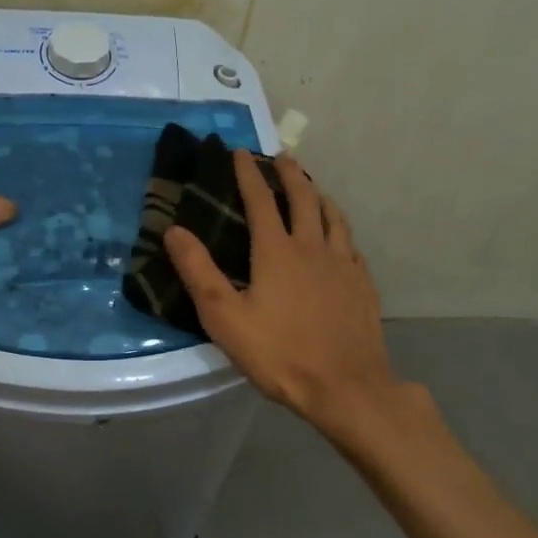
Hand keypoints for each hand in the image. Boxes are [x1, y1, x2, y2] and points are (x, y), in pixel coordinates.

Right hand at [165, 151, 402, 442]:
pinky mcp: (363, 286)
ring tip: (313, 188)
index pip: (260, 200)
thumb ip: (199, 272)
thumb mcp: (225, 317)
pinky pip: (351, 246)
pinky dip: (340, 231)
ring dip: (320, 196)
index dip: (248, 173)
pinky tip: (340, 240)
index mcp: (277, 251)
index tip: (241, 151)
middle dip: (290, 174)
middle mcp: (313, 247)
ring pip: (333, 218)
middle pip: (303, 198)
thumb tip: (174, 230)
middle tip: (282, 157)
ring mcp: (343, 265)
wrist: (346, 387)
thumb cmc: (279, 353)